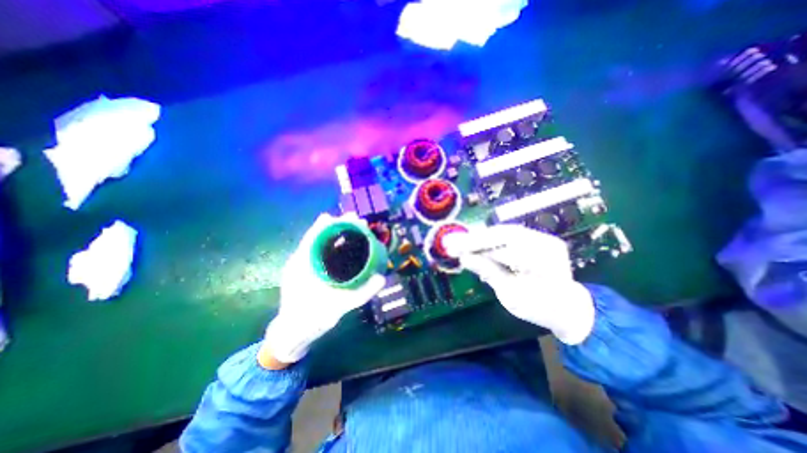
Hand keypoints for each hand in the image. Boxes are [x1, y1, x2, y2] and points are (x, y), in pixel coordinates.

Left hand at [259, 213, 383, 365]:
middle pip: (319, 236)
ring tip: (354, 229)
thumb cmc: (311, 320)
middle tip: (358, 222)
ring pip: (318, 243)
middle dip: (338, 226)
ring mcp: (301, 266)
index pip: (315, 235)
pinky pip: (319, 253)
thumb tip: (382, 278)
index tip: (349, 217)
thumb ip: (360, 294)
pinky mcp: (305, 271)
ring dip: (335, 234)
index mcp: (302, 265)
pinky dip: (332, 245)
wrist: (291, 334)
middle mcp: (300, 261)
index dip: (332, 223)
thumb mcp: (338, 308)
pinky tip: (344, 247)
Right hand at [444, 225, 594, 343]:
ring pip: (505, 232)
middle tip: (454, 243)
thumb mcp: (511, 296)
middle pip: (503, 233)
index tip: (454, 247)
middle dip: (476, 238)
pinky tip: (478, 244)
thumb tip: (464, 258)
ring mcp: (543, 238)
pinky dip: (492, 240)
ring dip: (482, 238)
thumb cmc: (540, 308)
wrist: (568, 309)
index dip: (476, 244)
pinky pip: (510, 236)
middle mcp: (545, 242)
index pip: (503, 244)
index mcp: (542, 259)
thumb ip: (488, 272)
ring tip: (462, 243)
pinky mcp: (538, 239)